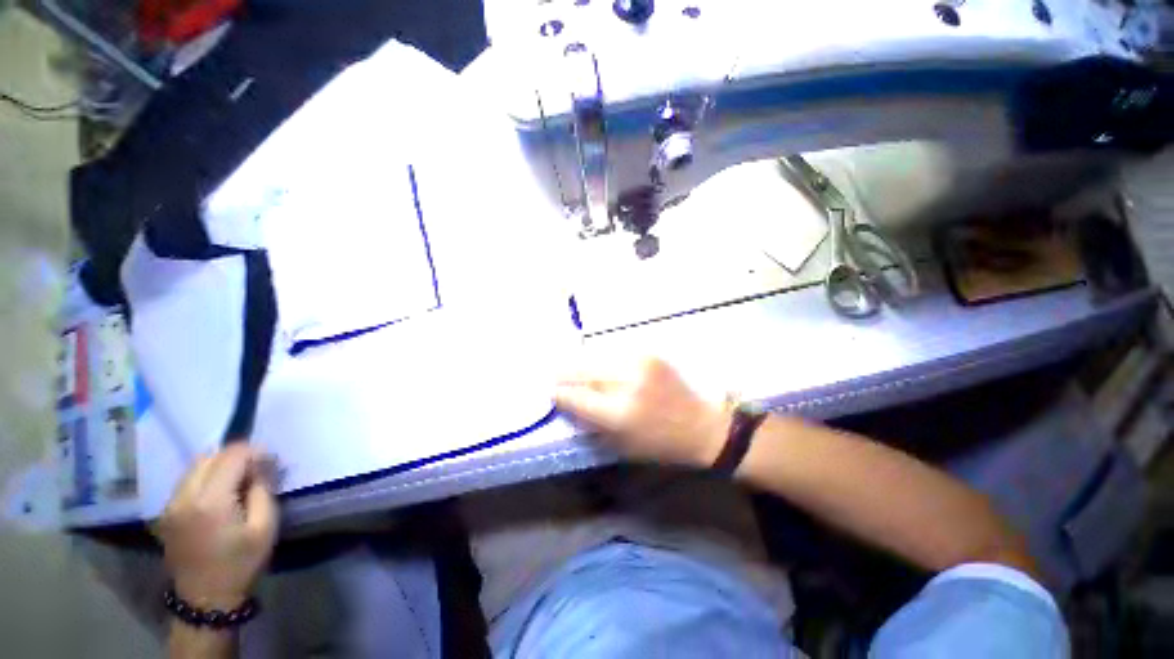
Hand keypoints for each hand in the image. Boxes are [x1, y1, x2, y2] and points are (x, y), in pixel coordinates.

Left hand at [159, 444, 278, 609]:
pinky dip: (206, 477)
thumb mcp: (265, 526)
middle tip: (256, 470)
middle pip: (210, 456)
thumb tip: (262, 464)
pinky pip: (187, 481)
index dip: (255, 452)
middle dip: (236, 456)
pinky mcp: (166, 512)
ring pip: (195, 466)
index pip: (232, 456)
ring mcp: (170, 504)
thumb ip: (263, 490)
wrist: (205, 599)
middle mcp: (184, 496)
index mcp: (210, 500)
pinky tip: (220, 494)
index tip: (271, 462)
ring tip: (239, 481)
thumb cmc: (241, 563)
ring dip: (219, 465)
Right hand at [555, 357, 731, 466]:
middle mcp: (627, 382)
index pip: (576, 396)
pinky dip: (601, 360)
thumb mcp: (620, 444)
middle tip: (552, 375)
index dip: (558, 393)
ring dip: (581, 363)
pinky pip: (613, 353)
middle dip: (563, 373)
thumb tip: (566, 401)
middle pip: (582, 370)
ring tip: (571, 368)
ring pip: (595, 356)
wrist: (701, 425)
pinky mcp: (648, 353)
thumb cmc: (660, 444)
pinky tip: (598, 365)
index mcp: (619, 413)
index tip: (549, 391)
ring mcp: (639, 363)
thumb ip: (590, 421)